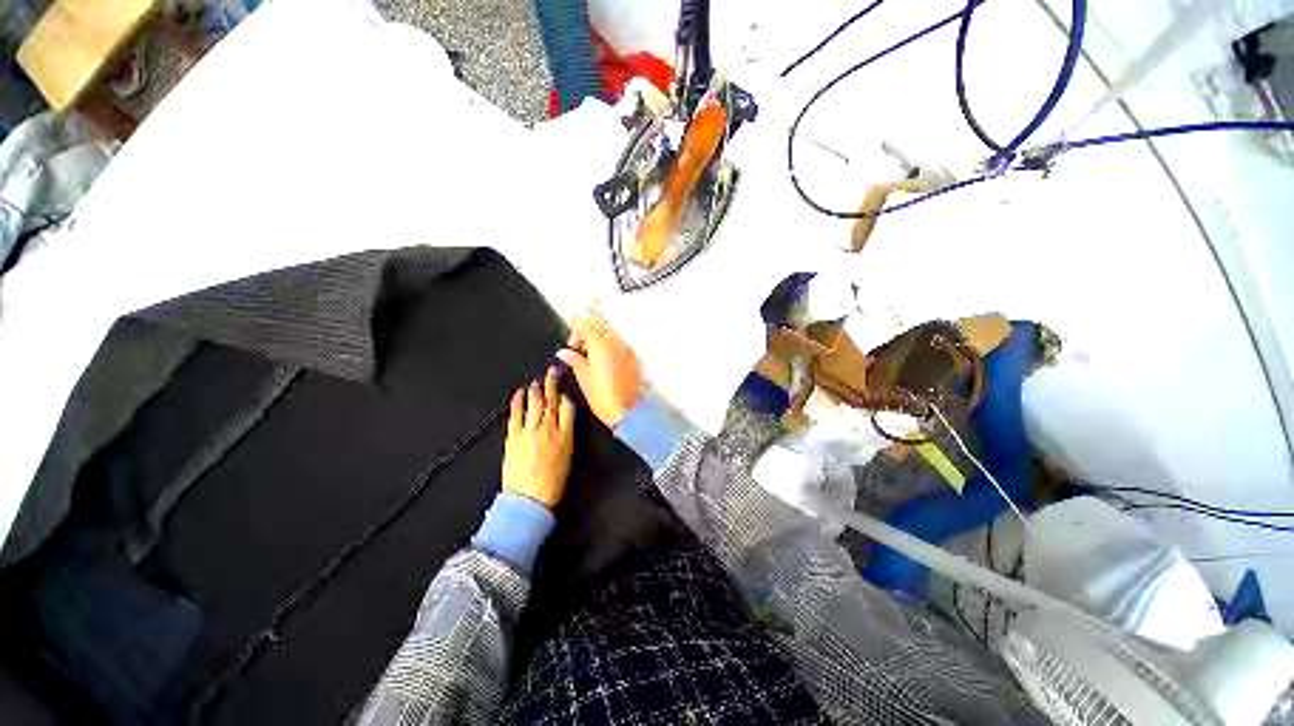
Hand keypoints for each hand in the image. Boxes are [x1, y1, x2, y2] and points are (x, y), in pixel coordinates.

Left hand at [502, 367, 574, 509]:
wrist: (529, 499)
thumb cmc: (551, 484)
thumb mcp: (567, 459)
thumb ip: (566, 437)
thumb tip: (563, 424)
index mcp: (565, 436)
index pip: (567, 409)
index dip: (565, 398)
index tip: (563, 392)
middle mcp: (549, 430)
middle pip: (552, 401)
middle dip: (552, 384)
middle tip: (552, 371)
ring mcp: (531, 432)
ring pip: (535, 404)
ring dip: (536, 389)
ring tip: (537, 380)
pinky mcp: (514, 436)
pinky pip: (516, 414)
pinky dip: (517, 402)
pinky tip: (519, 393)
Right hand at [556, 310, 643, 427]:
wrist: (627, 411)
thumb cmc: (605, 398)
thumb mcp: (583, 378)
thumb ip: (573, 360)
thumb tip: (564, 353)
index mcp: (600, 344)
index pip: (584, 323)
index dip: (575, 332)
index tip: (572, 346)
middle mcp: (615, 342)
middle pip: (599, 324)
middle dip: (588, 334)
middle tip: (580, 350)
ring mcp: (627, 349)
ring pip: (610, 334)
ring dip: (599, 341)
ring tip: (592, 360)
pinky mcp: (634, 358)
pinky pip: (620, 345)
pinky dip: (611, 349)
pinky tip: (605, 366)